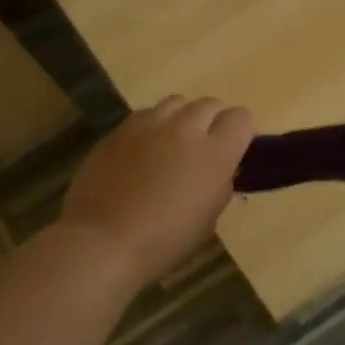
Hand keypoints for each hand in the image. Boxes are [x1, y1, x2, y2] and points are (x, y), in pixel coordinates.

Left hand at [60, 96, 254, 285]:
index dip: (241, 132)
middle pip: (209, 104)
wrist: (103, 241)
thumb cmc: (164, 241)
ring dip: (182, 118)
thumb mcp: (208, 218)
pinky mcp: (119, 129)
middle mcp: (184, 128)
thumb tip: (220, 169)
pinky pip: (145, 115)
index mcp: (214, 153)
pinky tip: (143, 151)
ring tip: (173, 143)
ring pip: (176, 103)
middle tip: (205, 148)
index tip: (235, 150)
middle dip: (213, 121)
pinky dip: (153, 127)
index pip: (241, 118)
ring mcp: (148, 124)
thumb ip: (220, 183)